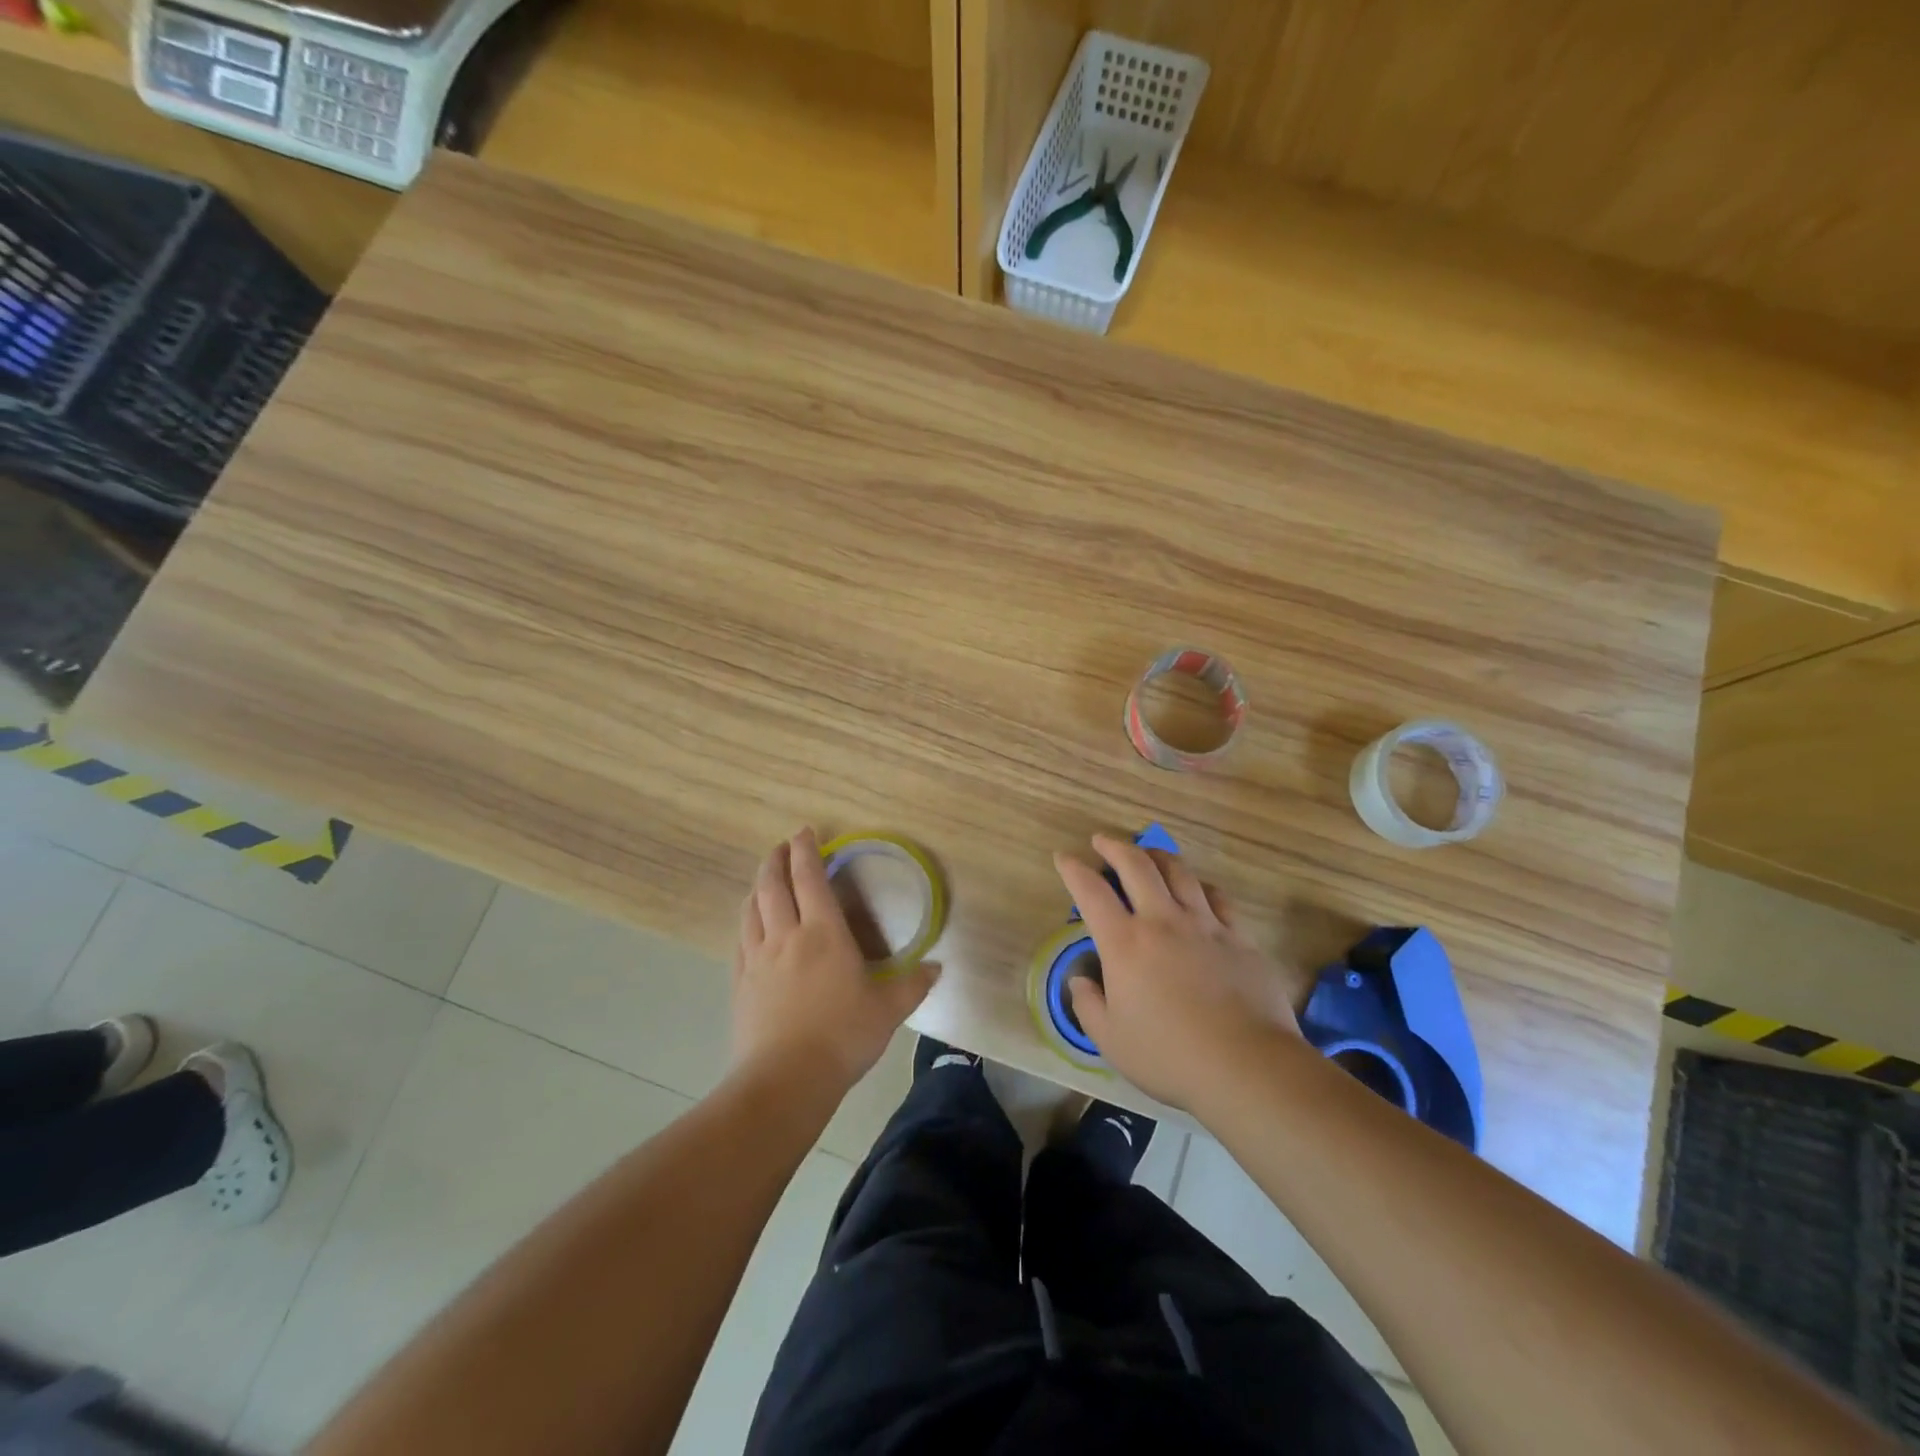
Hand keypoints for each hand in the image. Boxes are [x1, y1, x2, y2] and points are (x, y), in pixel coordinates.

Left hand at [732, 828, 938, 1098]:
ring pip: (751, 909)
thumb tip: (937, 968)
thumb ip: (913, 986)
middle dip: (776, 860)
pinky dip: (746, 921)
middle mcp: (786, 936)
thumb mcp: (888, 1012)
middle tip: (783, 847)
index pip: (810, 878)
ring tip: (766, 881)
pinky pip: (740, 939)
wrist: (785, 1080)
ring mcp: (758, 958)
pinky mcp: (740, 982)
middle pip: (772, 885)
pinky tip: (751, 926)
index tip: (804, 832)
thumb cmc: (842, 1037)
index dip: (806, 850)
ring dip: (758, 887)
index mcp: (823, 933)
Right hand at [1053, 835, 1299, 1109]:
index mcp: (1125, 943)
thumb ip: (1088, 1005)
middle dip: (1114, 846)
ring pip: (1179, 872)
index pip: (1091, 892)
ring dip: (1157, 856)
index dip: (1073, 869)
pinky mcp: (1239, 937)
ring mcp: (1205, 924)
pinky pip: (1217, 897)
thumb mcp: (1110, 1040)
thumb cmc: (1169, 1057)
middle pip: (1136, 865)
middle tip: (1102, 841)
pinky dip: (1199, 886)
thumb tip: (1080, 980)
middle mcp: (1162, 921)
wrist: (1247, 1066)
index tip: (1064, 857)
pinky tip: (1197, 889)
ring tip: (1147, 854)